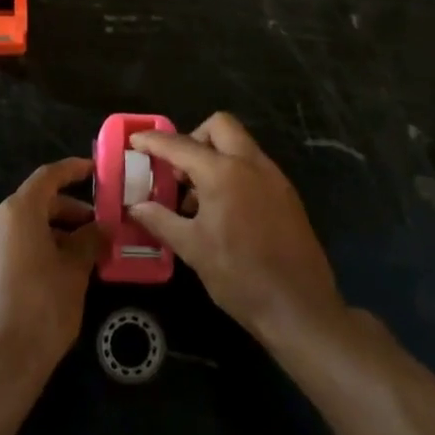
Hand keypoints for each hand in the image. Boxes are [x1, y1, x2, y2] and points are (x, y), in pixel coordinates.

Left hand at [0, 158, 101, 386]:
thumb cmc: (42, 310)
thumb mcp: (74, 273)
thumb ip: (89, 242)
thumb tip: (100, 228)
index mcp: (17, 213)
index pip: (47, 177)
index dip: (72, 170)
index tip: (94, 171)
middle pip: (34, 204)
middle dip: (67, 211)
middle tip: (97, 227)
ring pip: (23, 229)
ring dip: (52, 234)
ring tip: (82, 255)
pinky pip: (11, 250)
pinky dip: (35, 251)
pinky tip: (56, 276)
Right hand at [129, 113, 343, 344]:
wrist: (300, 308)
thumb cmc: (240, 276)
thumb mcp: (193, 249)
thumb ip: (161, 220)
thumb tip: (136, 207)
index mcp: (223, 173)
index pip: (180, 145)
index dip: (154, 141)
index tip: (135, 140)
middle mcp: (251, 164)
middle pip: (220, 126)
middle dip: (194, 137)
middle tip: (178, 170)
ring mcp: (274, 177)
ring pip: (240, 145)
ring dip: (214, 156)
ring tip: (197, 198)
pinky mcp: (287, 194)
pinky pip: (254, 166)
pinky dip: (233, 172)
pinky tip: (223, 210)